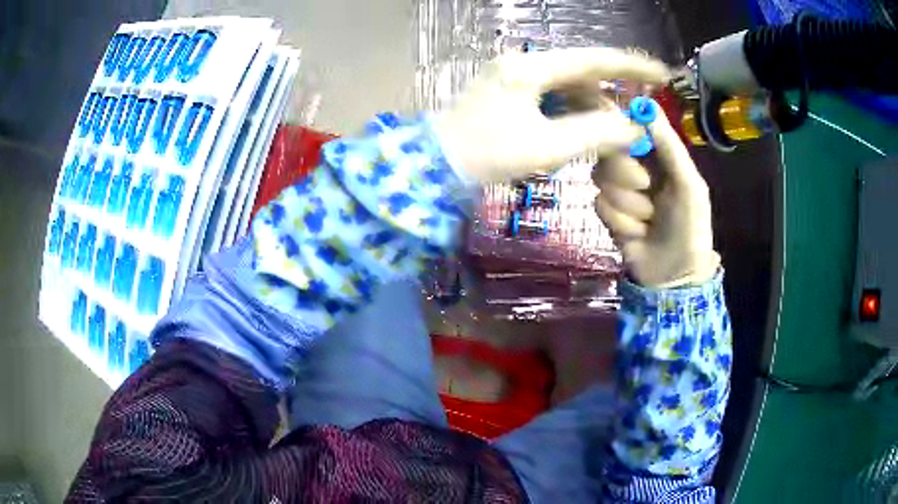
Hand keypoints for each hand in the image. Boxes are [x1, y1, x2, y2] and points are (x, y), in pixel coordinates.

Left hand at [433, 47, 669, 183]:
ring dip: (593, 109)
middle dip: (613, 95)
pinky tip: (586, 132)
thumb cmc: (487, 156)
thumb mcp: (547, 147)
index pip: (592, 59)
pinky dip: (573, 114)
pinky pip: (552, 97)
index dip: (631, 66)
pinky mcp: (509, 92)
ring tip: (614, 135)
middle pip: (582, 73)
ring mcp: (514, 76)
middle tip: (638, 118)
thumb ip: (596, 133)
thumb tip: (635, 128)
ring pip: (568, 87)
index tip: (662, 74)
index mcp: (530, 68)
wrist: (435, 167)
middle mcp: (523, 64)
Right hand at [592, 108, 718, 287]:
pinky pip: (599, 204)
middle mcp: (636, 168)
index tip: (624, 137)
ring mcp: (620, 191)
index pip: (629, 127)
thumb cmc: (691, 228)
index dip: (623, 128)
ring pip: (601, 178)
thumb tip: (648, 107)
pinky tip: (636, 233)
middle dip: (629, 174)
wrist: (675, 276)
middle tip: (648, 189)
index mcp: (658, 156)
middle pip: (610, 151)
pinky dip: (621, 221)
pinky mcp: (607, 213)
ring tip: (648, 220)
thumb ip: (671, 147)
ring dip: (629, 204)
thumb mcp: (690, 185)